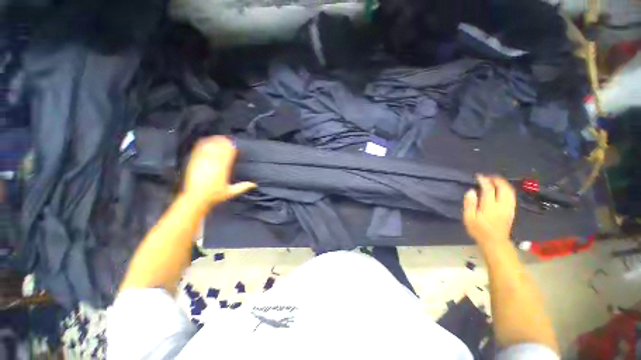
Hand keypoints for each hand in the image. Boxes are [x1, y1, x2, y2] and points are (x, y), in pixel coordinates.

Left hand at [182, 136, 255, 209]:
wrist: (195, 199)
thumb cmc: (214, 196)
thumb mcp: (231, 192)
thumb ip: (243, 187)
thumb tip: (254, 184)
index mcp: (223, 169)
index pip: (229, 153)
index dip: (233, 148)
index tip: (236, 145)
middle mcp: (213, 163)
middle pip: (220, 147)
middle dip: (225, 142)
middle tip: (229, 140)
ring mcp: (202, 161)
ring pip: (210, 146)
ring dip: (215, 141)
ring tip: (220, 138)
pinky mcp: (194, 162)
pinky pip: (199, 149)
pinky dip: (204, 143)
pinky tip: (207, 141)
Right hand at [463, 175, 515, 243]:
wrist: (495, 242)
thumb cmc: (479, 230)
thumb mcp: (469, 218)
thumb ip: (469, 204)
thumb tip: (471, 191)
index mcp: (490, 206)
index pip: (488, 189)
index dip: (483, 181)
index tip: (478, 176)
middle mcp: (502, 205)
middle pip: (503, 188)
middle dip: (496, 180)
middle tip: (488, 176)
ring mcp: (509, 208)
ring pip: (510, 191)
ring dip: (503, 183)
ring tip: (495, 180)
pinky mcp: (512, 210)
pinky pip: (512, 196)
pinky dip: (507, 189)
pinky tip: (501, 189)